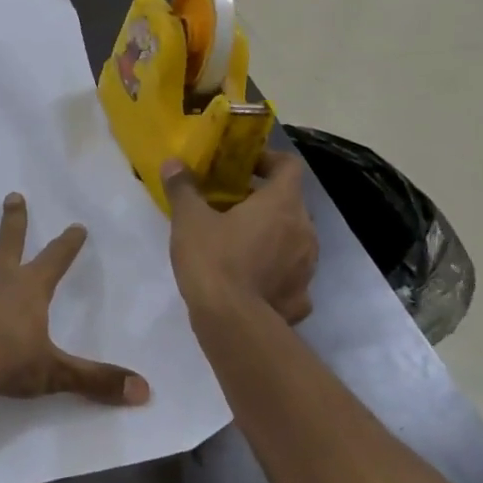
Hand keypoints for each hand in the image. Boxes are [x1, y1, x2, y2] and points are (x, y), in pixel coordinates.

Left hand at [0, 195, 150, 406]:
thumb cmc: (12, 365)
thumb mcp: (59, 373)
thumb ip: (99, 381)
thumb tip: (145, 392)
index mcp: (30, 290)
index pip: (56, 260)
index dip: (68, 244)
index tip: (77, 225)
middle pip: (8, 242)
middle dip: (14, 220)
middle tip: (13, 195)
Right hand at [162, 149, 317, 323]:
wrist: (233, 323)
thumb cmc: (213, 259)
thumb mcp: (189, 220)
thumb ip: (183, 188)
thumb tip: (174, 164)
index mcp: (282, 204)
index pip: (289, 166)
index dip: (268, 160)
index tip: (242, 167)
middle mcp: (305, 230)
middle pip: (290, 202)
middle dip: (263, 201)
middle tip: (230, 206)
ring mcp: (308, 266)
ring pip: (293, 238)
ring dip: (270, 235)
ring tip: (238, 243)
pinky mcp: (302, 297)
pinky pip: (290, 274)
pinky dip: (274, 271)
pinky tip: (251, 279)